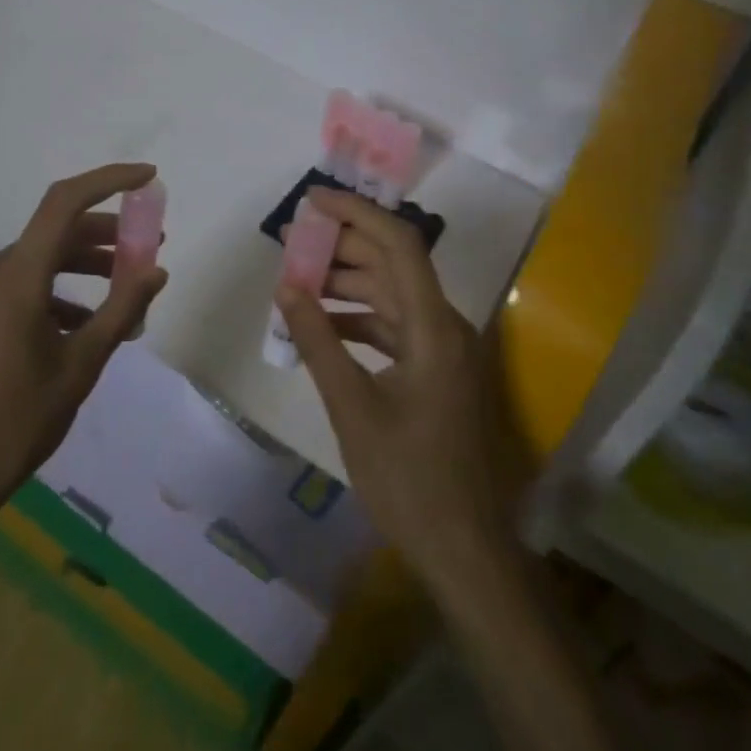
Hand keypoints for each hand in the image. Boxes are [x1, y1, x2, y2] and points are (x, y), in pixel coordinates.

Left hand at [0, 164, 167, 524]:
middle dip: (108, 234)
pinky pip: (26, 286)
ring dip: (87, 265)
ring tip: (127, 289)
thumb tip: (156, 270)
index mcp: (18, 277)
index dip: (109, 180)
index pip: (64, 202)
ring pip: (43, 259)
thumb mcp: (81, 365)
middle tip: (150, 247)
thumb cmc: (17, 419)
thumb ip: (122, 310)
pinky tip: (87, 325)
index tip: (148, 178)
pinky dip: (62, 292)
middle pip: (58, 231)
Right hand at [277, 188, 528, 594]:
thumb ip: (319, 341)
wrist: (463, 549)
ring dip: (346, 284)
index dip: (357, 213)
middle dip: (342, 247)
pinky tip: (321, 327)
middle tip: (290, 244)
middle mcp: (445, 326)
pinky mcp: (435, 371)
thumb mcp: (353, 408)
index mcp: (435, 327)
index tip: (312, 201)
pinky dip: (358, 319)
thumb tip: (286, 288)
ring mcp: (443, 350)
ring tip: (295, 283)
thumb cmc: (408, 480)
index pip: (399, 244)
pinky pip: (393, 327)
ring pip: (391, 295)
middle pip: (394, 264)